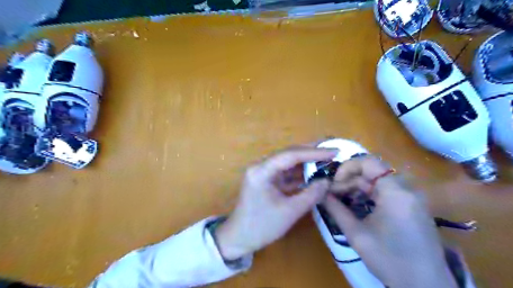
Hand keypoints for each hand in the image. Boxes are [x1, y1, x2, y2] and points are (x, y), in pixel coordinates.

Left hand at [215, 147, 339, 260]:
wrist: (240, 238)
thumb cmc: (262, 226)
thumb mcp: (289, 211)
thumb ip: (311, 194)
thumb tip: (328, 181)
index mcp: (261, 171)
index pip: (290, 155)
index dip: (313, 152)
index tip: (334, 151)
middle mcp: (261, 166)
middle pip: (289, 154)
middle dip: (311, 151)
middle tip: (332, 148)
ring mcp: (263, 172)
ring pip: (288, 162)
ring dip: (306, 161)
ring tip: (327, 158)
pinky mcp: (267, 180)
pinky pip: (286, 172)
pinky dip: (300, 173)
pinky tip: (314, 172)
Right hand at [321, 158, 458, 287]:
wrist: (427, 286)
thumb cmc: (390, 260)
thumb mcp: (357, 234)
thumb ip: (336, 209)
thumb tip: (320, 193)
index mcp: (395, 192)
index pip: (369, 162)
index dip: (348, 167)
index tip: (335, 183)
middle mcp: (406, 188)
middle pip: (372, 172)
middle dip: (349, 180)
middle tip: (333, 195)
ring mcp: (412, 196)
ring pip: (378, 181)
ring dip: (358, 187)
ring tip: (342, 200)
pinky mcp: (412, 205)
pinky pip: (386, 190)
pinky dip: (369, 194)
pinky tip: (358, 205)